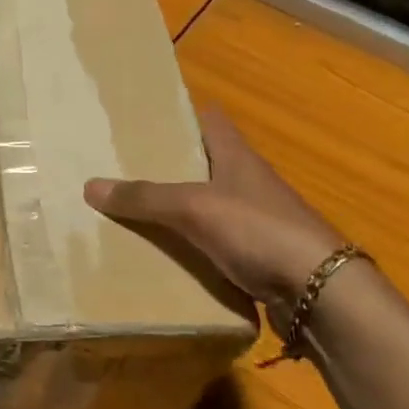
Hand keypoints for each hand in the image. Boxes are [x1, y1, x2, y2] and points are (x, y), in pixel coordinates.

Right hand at [84, 100, 345, 322]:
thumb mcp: (194, 208)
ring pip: (205, 206)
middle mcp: (247, 183)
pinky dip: (187, 246)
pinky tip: (159, 254)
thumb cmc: (259, 230)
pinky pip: (211, 244)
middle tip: (120, 167)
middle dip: (166, 166)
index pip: (210, 121)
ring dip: (174, 209)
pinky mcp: (255, 256)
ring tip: (128, 211)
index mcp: (237, 157)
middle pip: (202, 165)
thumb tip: (90, 186)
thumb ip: (144, 198)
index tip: (144, 119)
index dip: (180, 115)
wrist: (319, 293)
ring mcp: (254, 221)